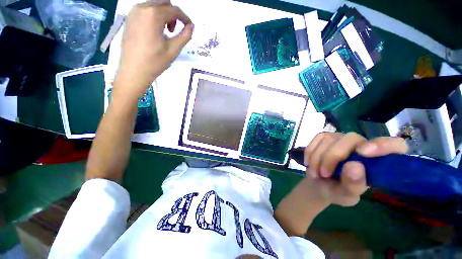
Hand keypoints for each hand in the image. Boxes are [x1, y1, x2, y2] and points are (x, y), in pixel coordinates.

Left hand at [115, 2, 193, 97]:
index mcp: (153, 15)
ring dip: (163, 15)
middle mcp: (142, 8)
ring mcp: (133, 12)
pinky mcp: (129, 18)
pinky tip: (155, 32)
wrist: (133, 71)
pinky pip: (145, 10)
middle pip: (163, 2)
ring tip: (165, 33)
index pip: (174, 10)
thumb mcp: (174, 50)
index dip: (185, 18)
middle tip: (174, 30)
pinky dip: (154, 17)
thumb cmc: (155, 62)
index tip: (189, 27)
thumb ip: (185, 36)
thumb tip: (191, 26)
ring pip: (154, 5)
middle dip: (173, 14)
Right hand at [303, 132, 407, 206]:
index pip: (395, 145)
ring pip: (329, 140)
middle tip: (324, 174)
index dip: (384, 145)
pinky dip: (310, 152)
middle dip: (332, 157)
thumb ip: (353, 185)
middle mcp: (362, 145)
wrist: (319, 184)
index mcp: (378, 162)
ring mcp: (342, 139)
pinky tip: (309, 163)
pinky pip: (317, 139)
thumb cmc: (337, 191)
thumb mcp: (346, 196)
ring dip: (318, 158)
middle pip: (351, 139)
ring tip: (315, 173)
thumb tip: (355, 166)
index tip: (364, 153)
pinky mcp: (325, 137)